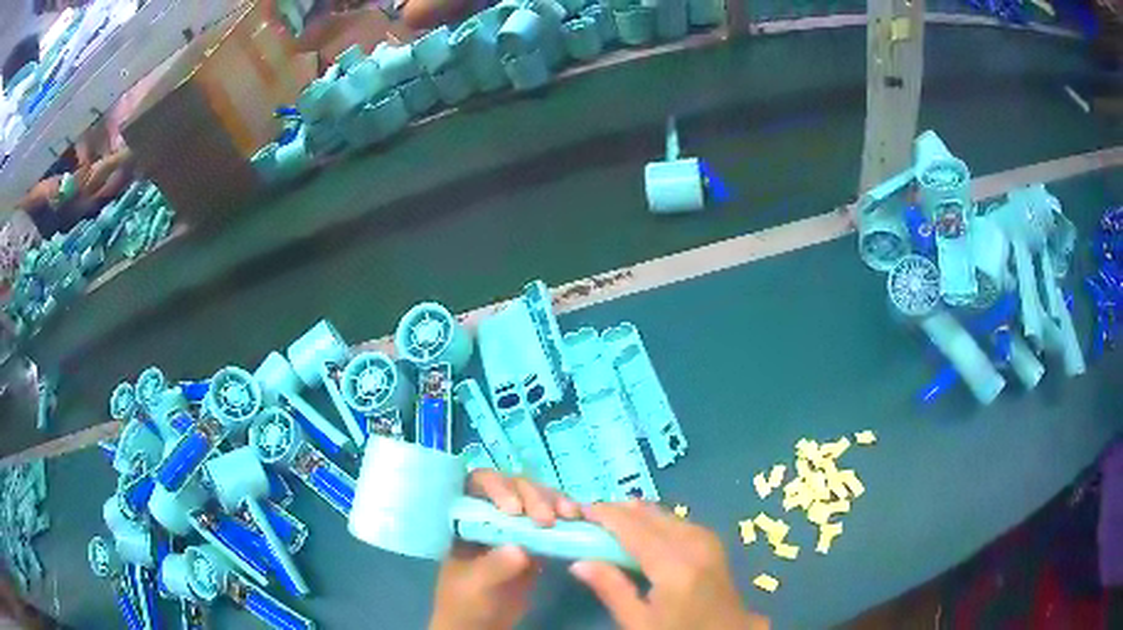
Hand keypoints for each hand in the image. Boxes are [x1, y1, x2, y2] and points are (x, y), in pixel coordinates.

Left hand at [429, 470, 580, 629]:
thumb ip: (493, 566)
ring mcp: (513, 526)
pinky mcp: (535, 541)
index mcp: (463, 517)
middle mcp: (489, 513)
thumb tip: (521, 548)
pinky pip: (552, 520)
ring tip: (569, 514)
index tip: (514, 510)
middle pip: (511, 486)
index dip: (496, 487)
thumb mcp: (474, 586)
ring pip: (535, 498)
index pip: (476, 484)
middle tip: (546, 520)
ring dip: (553, 500)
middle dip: (532, 495)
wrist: (481, 626)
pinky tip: (577, 520)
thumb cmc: (464, 603)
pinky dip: (565, 517)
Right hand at [570, 502, 768, 629]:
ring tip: (609, 522)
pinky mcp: (712, 542)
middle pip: (650, 515)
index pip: (634, 528)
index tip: (579, 509)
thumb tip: (578, 563)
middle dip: (618, 511)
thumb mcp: (639, 623)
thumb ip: (611, 589)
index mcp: (675, 566)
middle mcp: (694, 544)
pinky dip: (654, 520)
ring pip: (665, 514)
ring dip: (636, 514)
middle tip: (589, 517)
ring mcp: (707, 540)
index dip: (606, 514)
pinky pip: (677, 521)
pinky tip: (641, 529)